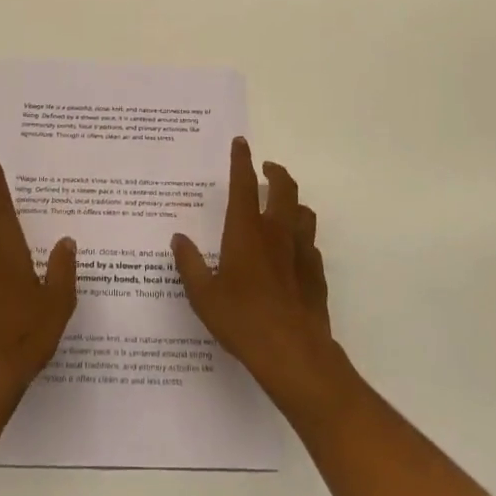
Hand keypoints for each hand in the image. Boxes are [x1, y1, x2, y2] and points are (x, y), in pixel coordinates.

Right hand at [172, 138, 341, 411]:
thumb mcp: (203, 295)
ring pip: (303, 211)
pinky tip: (294, 251)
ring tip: (283, 206)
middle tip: (266, 169)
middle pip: (284, 187)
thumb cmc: (242, 320)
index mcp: (246, 230)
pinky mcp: (317, 273)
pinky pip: (311, 244)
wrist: (293, 353)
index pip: (244, 183)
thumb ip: (190, 264)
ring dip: (293, 202)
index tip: (241, 142)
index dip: (242, 160)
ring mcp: (301, 251)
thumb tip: (178, 239)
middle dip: (275, 172)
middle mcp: (276, 232)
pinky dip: (302, 237)